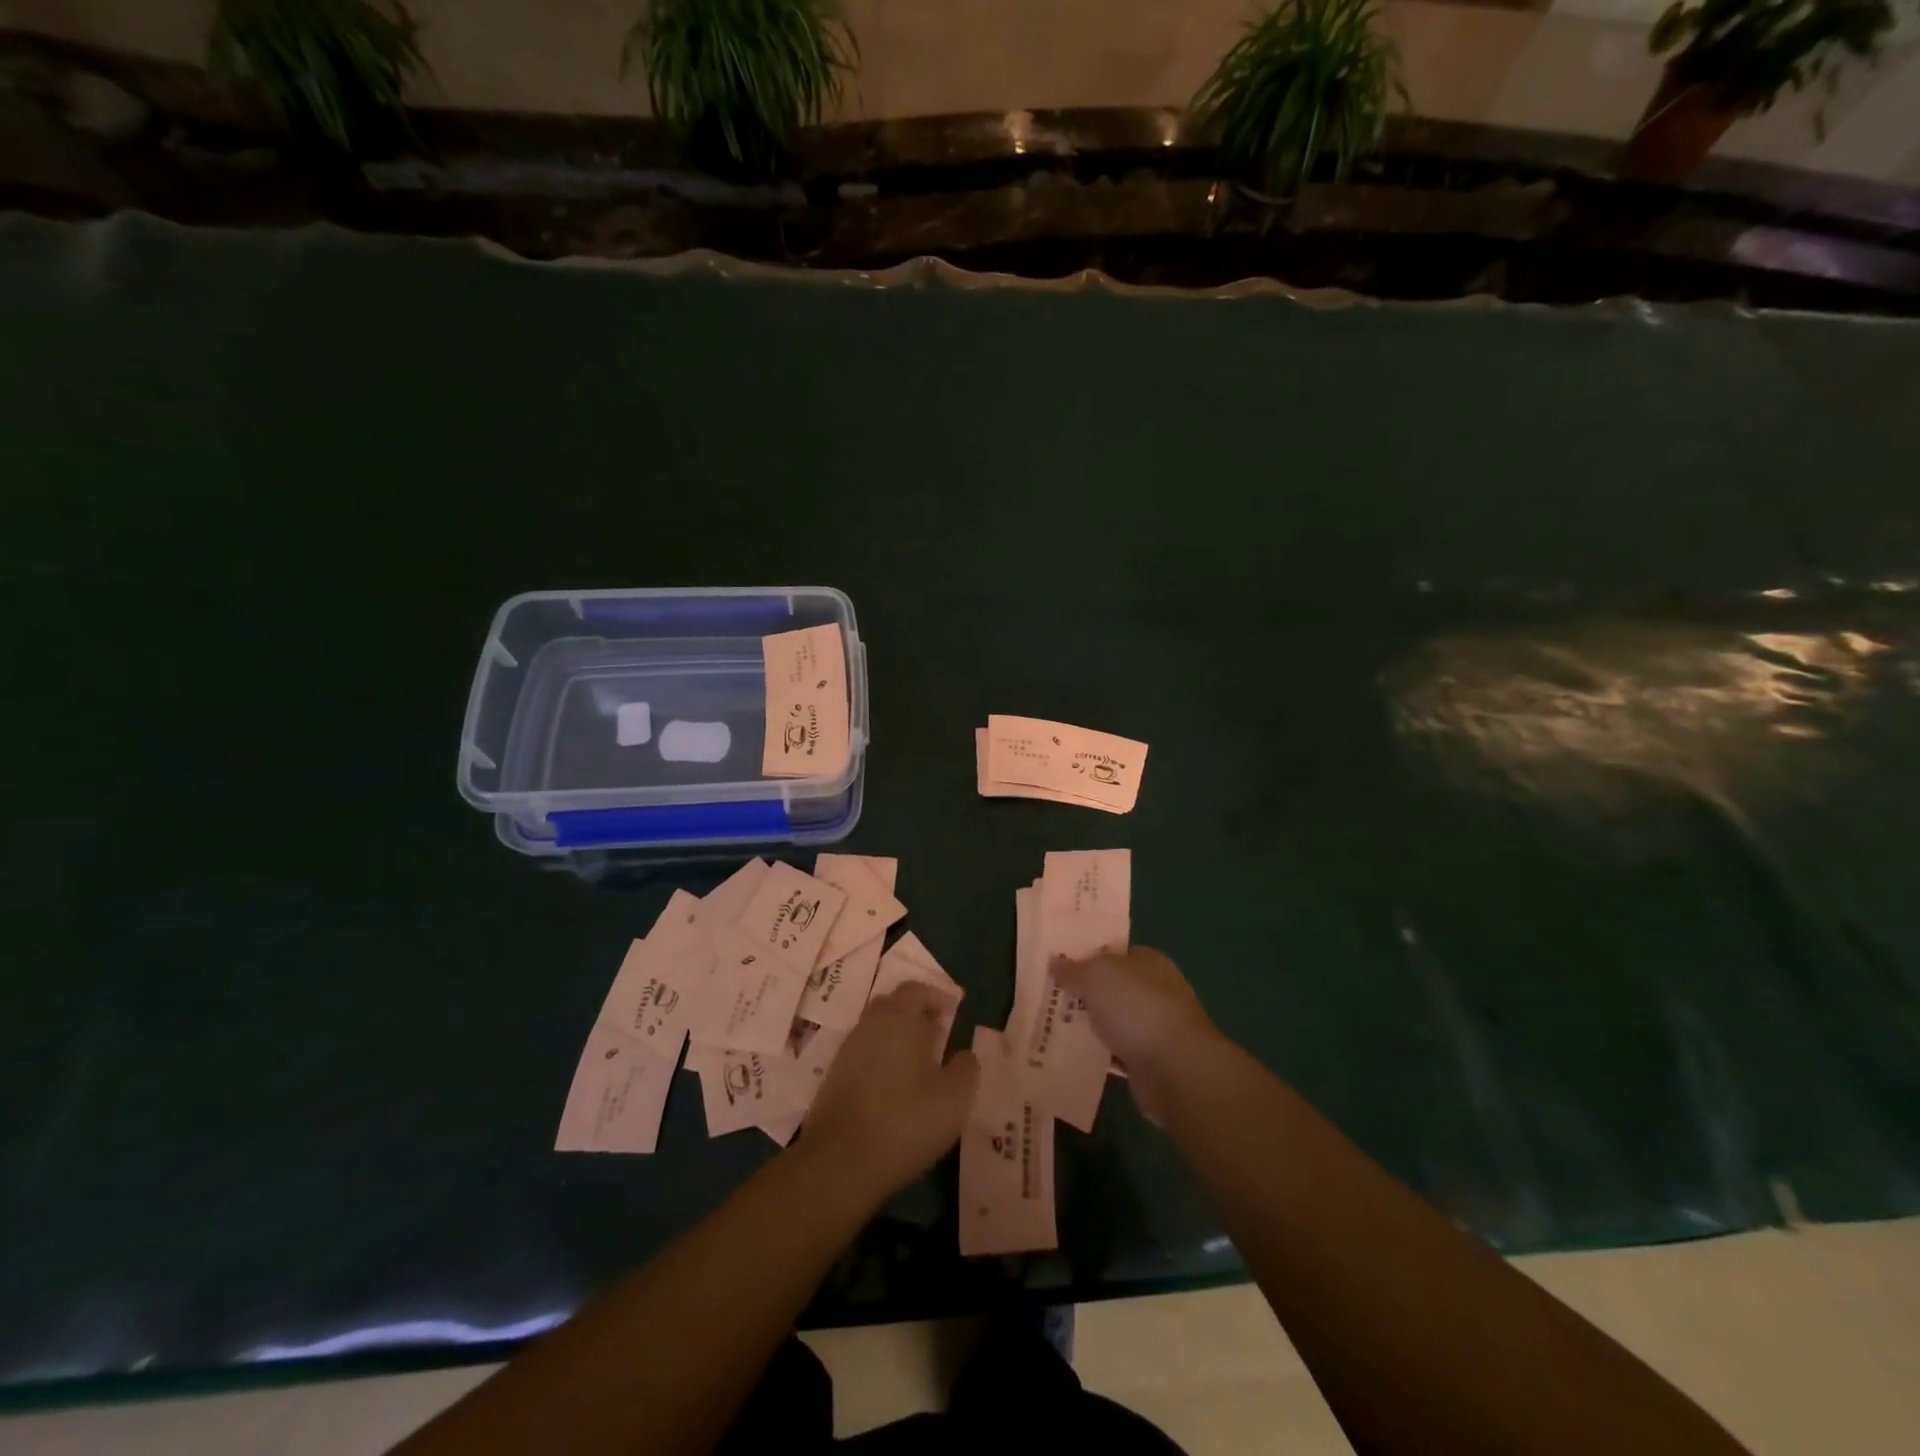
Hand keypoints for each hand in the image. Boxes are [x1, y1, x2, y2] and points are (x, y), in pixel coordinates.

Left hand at [803, 983, 978, 1201]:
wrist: (841, 1161)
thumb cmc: (907, 1119)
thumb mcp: (955, 1096)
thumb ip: (966, 1068)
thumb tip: (964, 1055)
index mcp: (898, 1018)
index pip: (915, 990)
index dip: (936, 995)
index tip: (954, 1009)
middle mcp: (869, 1025)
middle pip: (892, 1006)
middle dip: (916, 1014)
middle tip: (938, 1033)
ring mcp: (847, 1052)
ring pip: (877, 1032)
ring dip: (898, 1039)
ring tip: (920, 1064)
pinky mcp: (833, 1080)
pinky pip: (864, 1056)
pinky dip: (882, 1061)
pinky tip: (895, 1088)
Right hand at [1052, 946, 1220, 1120]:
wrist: (1175, 1069)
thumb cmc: (1136, 1007)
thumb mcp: (1096, 975)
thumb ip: (1073, 969)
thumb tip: (1055, 961)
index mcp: (1147, 961)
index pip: (1112, 952)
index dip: (1084, 955)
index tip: (1054, 963)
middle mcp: (1152, 990)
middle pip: (1109, 986)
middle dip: (1081, 992)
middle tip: (1044, 995)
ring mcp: (1151, 1026)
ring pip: (1110, 1019)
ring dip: (1087, 1024)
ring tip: (1048, 1025)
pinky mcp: (1147, 1059)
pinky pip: (1113, 1051)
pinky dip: (1096, 1053)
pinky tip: (1069, 1054)